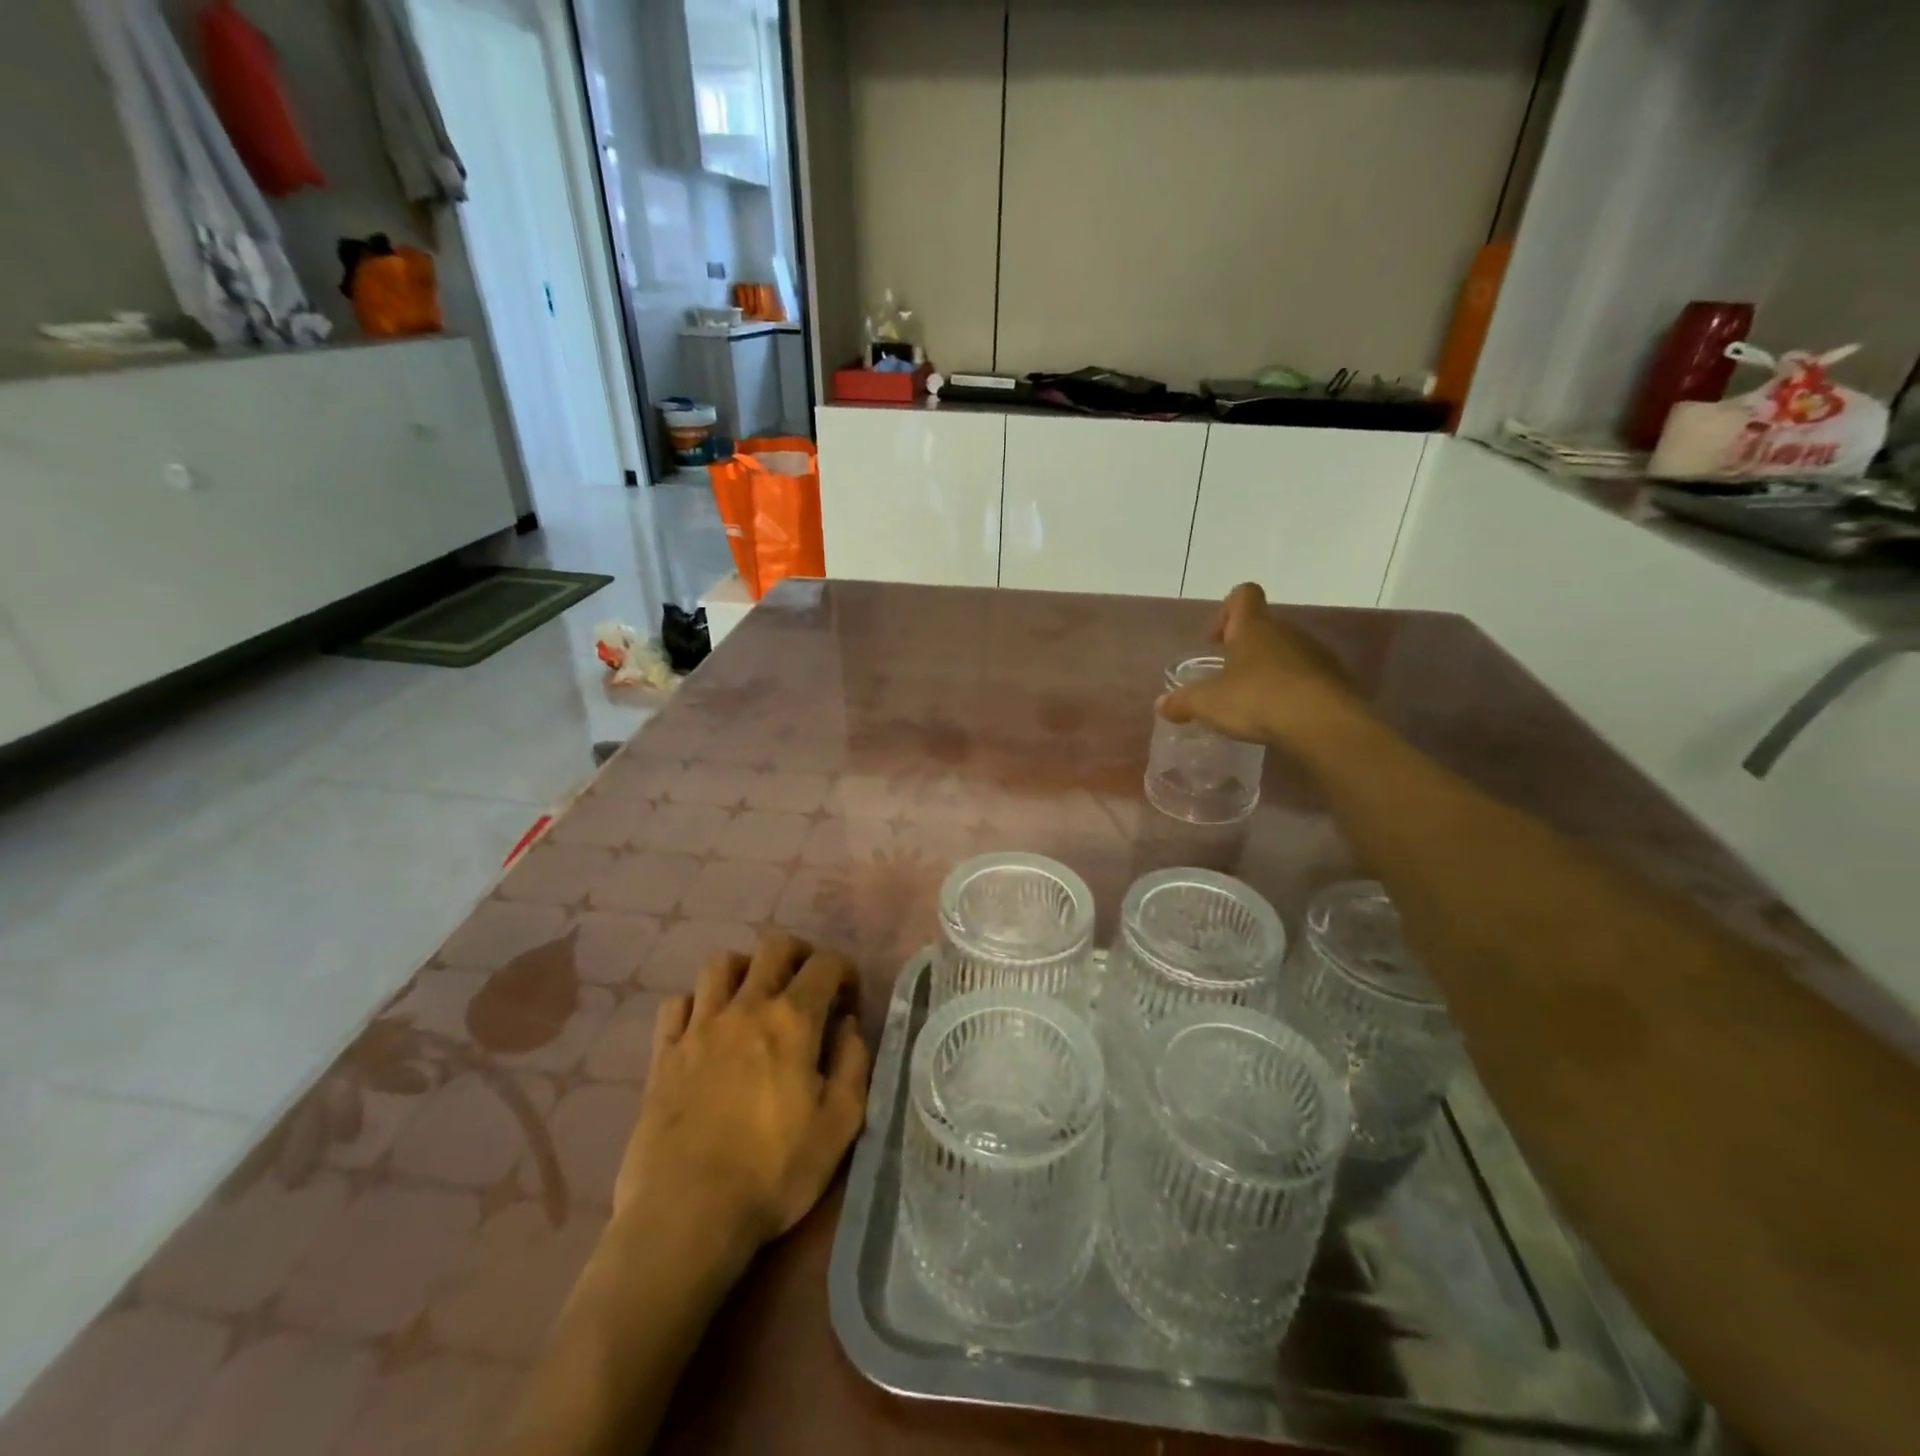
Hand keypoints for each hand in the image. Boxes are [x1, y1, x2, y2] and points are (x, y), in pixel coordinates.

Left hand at [615, 931, 871, 1254]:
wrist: (686, 1214)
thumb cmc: (773, 1172)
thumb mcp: (839, 1125)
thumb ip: (853, 1064)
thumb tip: (848, 1026)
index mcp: (792, 1020)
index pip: (826, 964)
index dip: (846, 972)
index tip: (849, 1003)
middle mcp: (745, 1007)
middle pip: (772, 946)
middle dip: (798, 953)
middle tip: (807, 985)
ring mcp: (698, 1027)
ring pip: (720, 964)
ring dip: (745, 970)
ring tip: (754, 997)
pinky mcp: (663, 1053)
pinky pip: (677, 1004)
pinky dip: (696, 1004)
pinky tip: (706, 1028)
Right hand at [1157, 582, 1364, 747]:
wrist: (1322, 723)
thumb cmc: (1257, 700)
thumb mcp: (1207, 704)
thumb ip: (1182, 702)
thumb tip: (1160, 704)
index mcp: (1254, 627)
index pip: (1243, 595)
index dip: (1226, 610)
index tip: (1215, 641)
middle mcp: (1287, 632)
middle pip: (1264, 627)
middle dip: (1245, 649)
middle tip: (1228, 678)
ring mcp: (1316, 654)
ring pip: (1287, 652)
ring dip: (1270, 670)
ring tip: (1255, 702)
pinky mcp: (1336, 679)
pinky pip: (1308, 676)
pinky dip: (1293, 690)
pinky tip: (1281, 716)